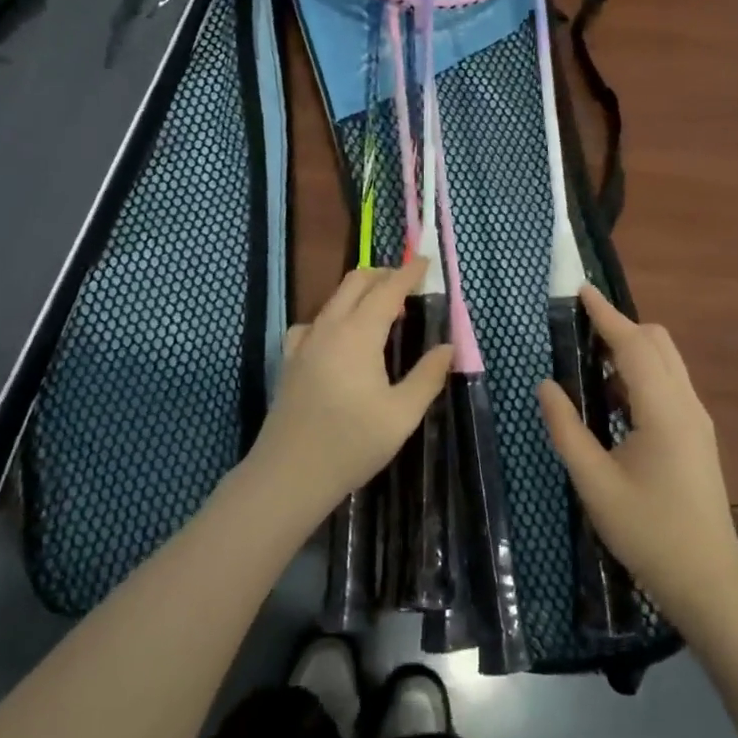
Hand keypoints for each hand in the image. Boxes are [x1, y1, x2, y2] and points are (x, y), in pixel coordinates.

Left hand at [251, 259, 452, 521]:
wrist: (290, 474)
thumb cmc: (352, 444)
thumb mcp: (402, 414)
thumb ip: (428, 376)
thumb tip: (447, 348)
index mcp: (358, 334)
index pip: (387, 289)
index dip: (408, 273)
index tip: (426, 263)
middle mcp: (329, 327)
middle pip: (355, 282)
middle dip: (383, 275)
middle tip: (408, 286)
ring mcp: (304, 342)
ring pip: (333, 299)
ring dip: (359, 294)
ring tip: (382, 313)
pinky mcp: (291, 360)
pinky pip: (314, 322)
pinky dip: (334, 316)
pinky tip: (339, 339)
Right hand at [539, 286, 737, 631]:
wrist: (707, 580)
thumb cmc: (648, 532)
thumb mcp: (595, 483)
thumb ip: (567, 430)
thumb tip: (546, 385)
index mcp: (663, 410)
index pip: (634, 345)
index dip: (606, 315)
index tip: (581, 291)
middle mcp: (686, 404)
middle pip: (658, 342)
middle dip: (621, 326)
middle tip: (580, 329)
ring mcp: (697, 419)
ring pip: (667, 362)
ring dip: (632, 349)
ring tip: (591, 358)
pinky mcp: (698, 435)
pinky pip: (669, 384)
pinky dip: (642, 373)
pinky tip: (614, 396)